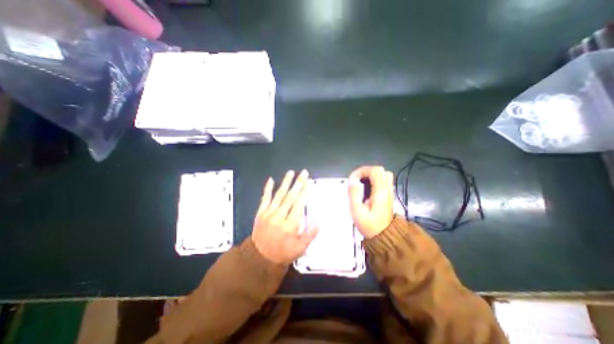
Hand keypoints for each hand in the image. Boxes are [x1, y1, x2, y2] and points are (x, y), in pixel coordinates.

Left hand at [251, 170, 318, 266]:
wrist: (259, 258)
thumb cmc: (283, 253)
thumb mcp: (300, 248)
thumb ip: (310, 234)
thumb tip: (319, 221)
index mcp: (290, 225)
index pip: (299, 204)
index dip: (305, 191)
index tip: (310, 182)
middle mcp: (279, 217)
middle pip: (290, 197)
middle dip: (298, 183)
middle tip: (304, 173)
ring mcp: (268, 214)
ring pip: (279, 195)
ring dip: (285, 183)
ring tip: (291, 173)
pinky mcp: (260, 213)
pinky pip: (264, 198)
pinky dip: (268, 189)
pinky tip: (271, 180)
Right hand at [345, 165, 392, 237]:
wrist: (384, 237)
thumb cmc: (369, 225)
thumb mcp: (357, 211)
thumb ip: (353, 194)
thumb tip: (352, 180)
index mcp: (380, 192)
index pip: (375, 171)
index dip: (362, 171)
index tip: (353, 179)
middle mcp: (387, 190)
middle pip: (381, 170)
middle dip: (366, 172)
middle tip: (357, 180)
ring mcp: (389, 192)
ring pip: (383, 175)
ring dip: (371, 176)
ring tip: (361, 184)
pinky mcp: (388, 196)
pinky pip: (383, 181)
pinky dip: (374, 181)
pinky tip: (367, 190)